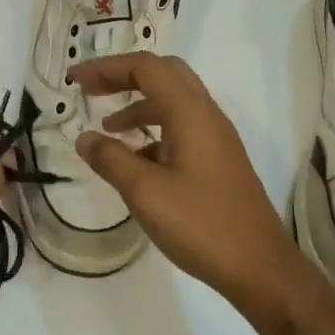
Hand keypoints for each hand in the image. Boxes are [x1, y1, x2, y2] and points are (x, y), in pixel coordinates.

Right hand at [70, 53, 311, 316]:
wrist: (260, 267)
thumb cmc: (201, 224)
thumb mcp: (145, 193)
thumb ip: (111, 160)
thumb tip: (85, 138)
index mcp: (191, 113)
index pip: (146, 68)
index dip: (107, 68)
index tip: (74, 80)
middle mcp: (207, 116)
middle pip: (164, 75)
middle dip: (124, 77)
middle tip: (91, 91)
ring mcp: (217, 139)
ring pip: (174, 103)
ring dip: (138, 106)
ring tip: (107, 129)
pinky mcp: (219, 162)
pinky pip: (183, 129)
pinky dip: (154, 132)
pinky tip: (136, 162)